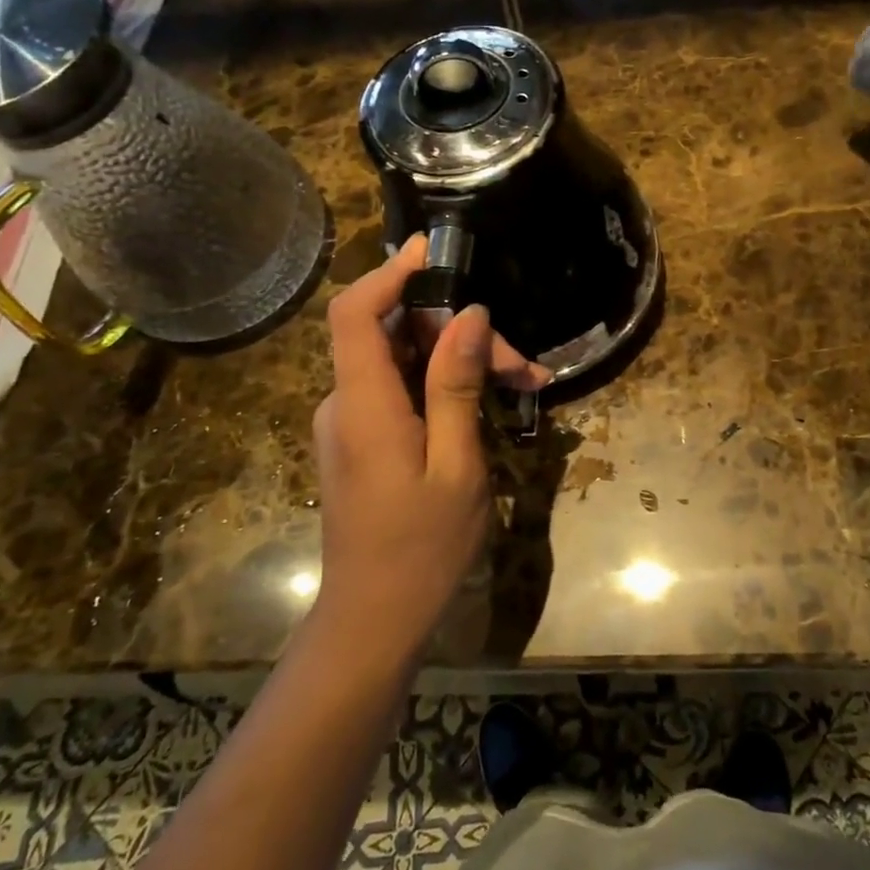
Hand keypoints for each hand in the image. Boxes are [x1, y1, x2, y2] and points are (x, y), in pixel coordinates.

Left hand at [311, 236, 548, 654]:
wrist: (373, 620)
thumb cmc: (421, 548)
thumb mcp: (455, 464)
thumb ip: (455, 385)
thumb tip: (467, 315)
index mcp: (364, 405)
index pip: (355, 313)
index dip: (388, 273)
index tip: (431, 249)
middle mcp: (345, 404)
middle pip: (394, 336)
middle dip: (458, 334)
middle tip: (523, 363)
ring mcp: (350, 423)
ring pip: (402, 363)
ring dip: (458, 362)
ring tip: (521, 382)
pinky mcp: (362, 440)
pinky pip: (399, 390)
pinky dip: (442, 386)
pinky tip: (486, 401)